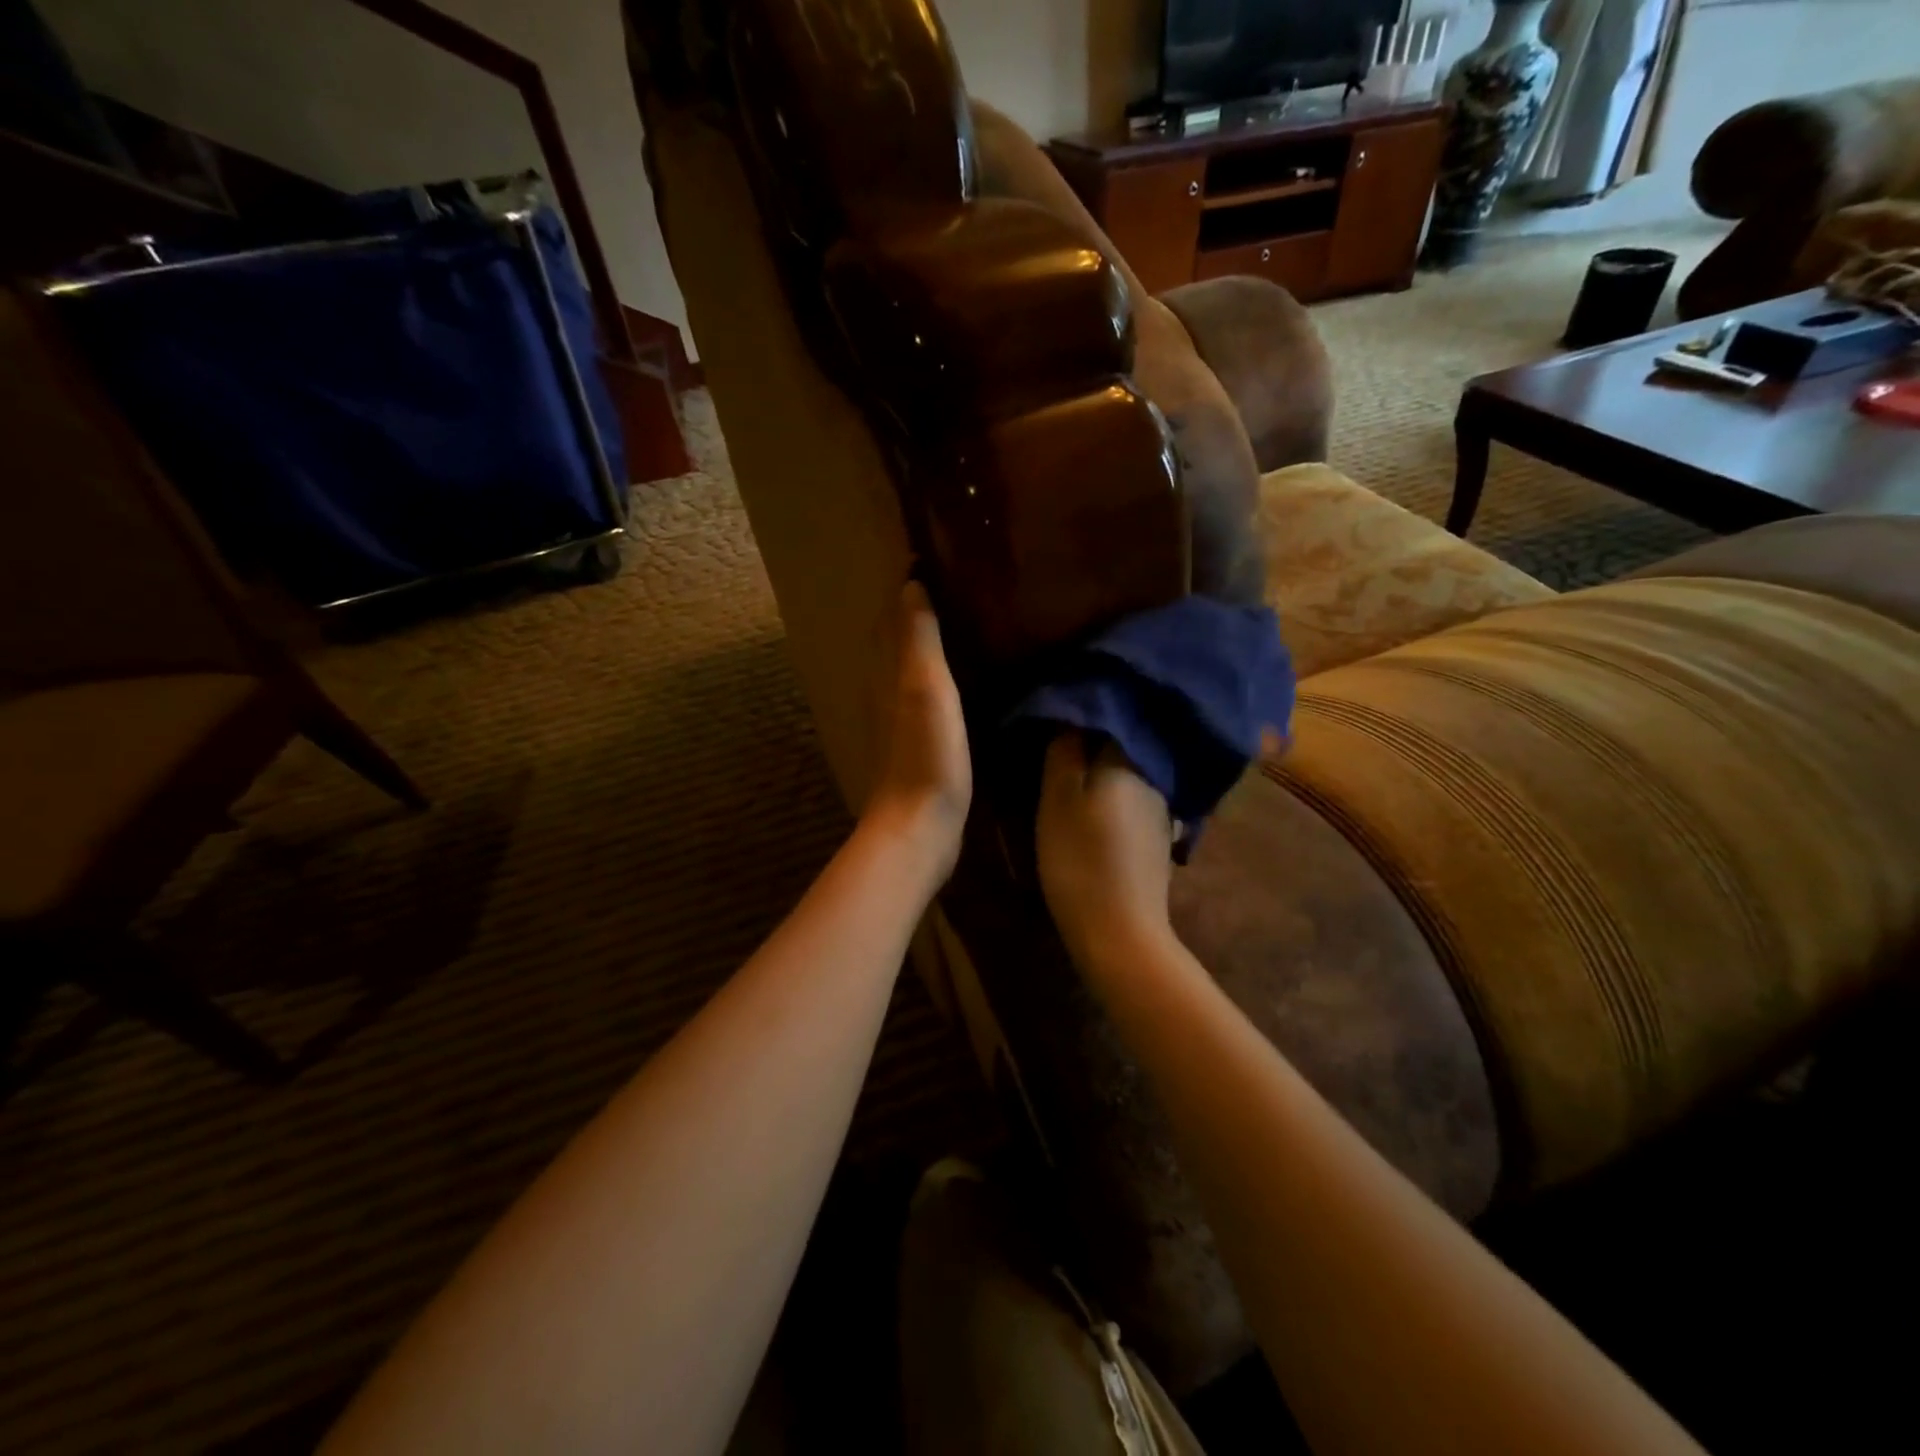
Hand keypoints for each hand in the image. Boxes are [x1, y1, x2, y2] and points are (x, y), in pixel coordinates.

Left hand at [863, 580, 970, 873]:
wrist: (920, 825)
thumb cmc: (926, 753)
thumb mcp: (924, 687)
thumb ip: (917, 638)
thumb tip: (910, 584)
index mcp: (885, 671)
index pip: (892, 614)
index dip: (908, 585)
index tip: (934, 555)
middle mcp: (884, 688)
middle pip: (895, 636)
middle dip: (915, 607)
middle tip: (953, 581)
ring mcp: (897, 718)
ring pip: (906, 664)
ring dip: (924, 639)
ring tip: (960, 617)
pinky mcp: (915, 741)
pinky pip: (921, 692)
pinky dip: (935, 672)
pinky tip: (959, 675)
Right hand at [1036, 732, 1175, 971]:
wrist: (1120, 932)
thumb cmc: (1079, 859)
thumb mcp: (1058, 800)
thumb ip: (1064, 753)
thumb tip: (1071, 716)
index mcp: (1128, 760)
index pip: (1109, 717)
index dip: (1082, 712)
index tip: (1056, 715)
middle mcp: (1154, 777)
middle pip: (1121, 745)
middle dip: (1094, 740)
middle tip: (1059, 744)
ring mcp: (1162, 810)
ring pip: (1129, 775)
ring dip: (1106, 771)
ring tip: (1074, 774)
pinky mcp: (1160, 839)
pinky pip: (1135, 801)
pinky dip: (1116, 798)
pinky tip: (1098, 810)